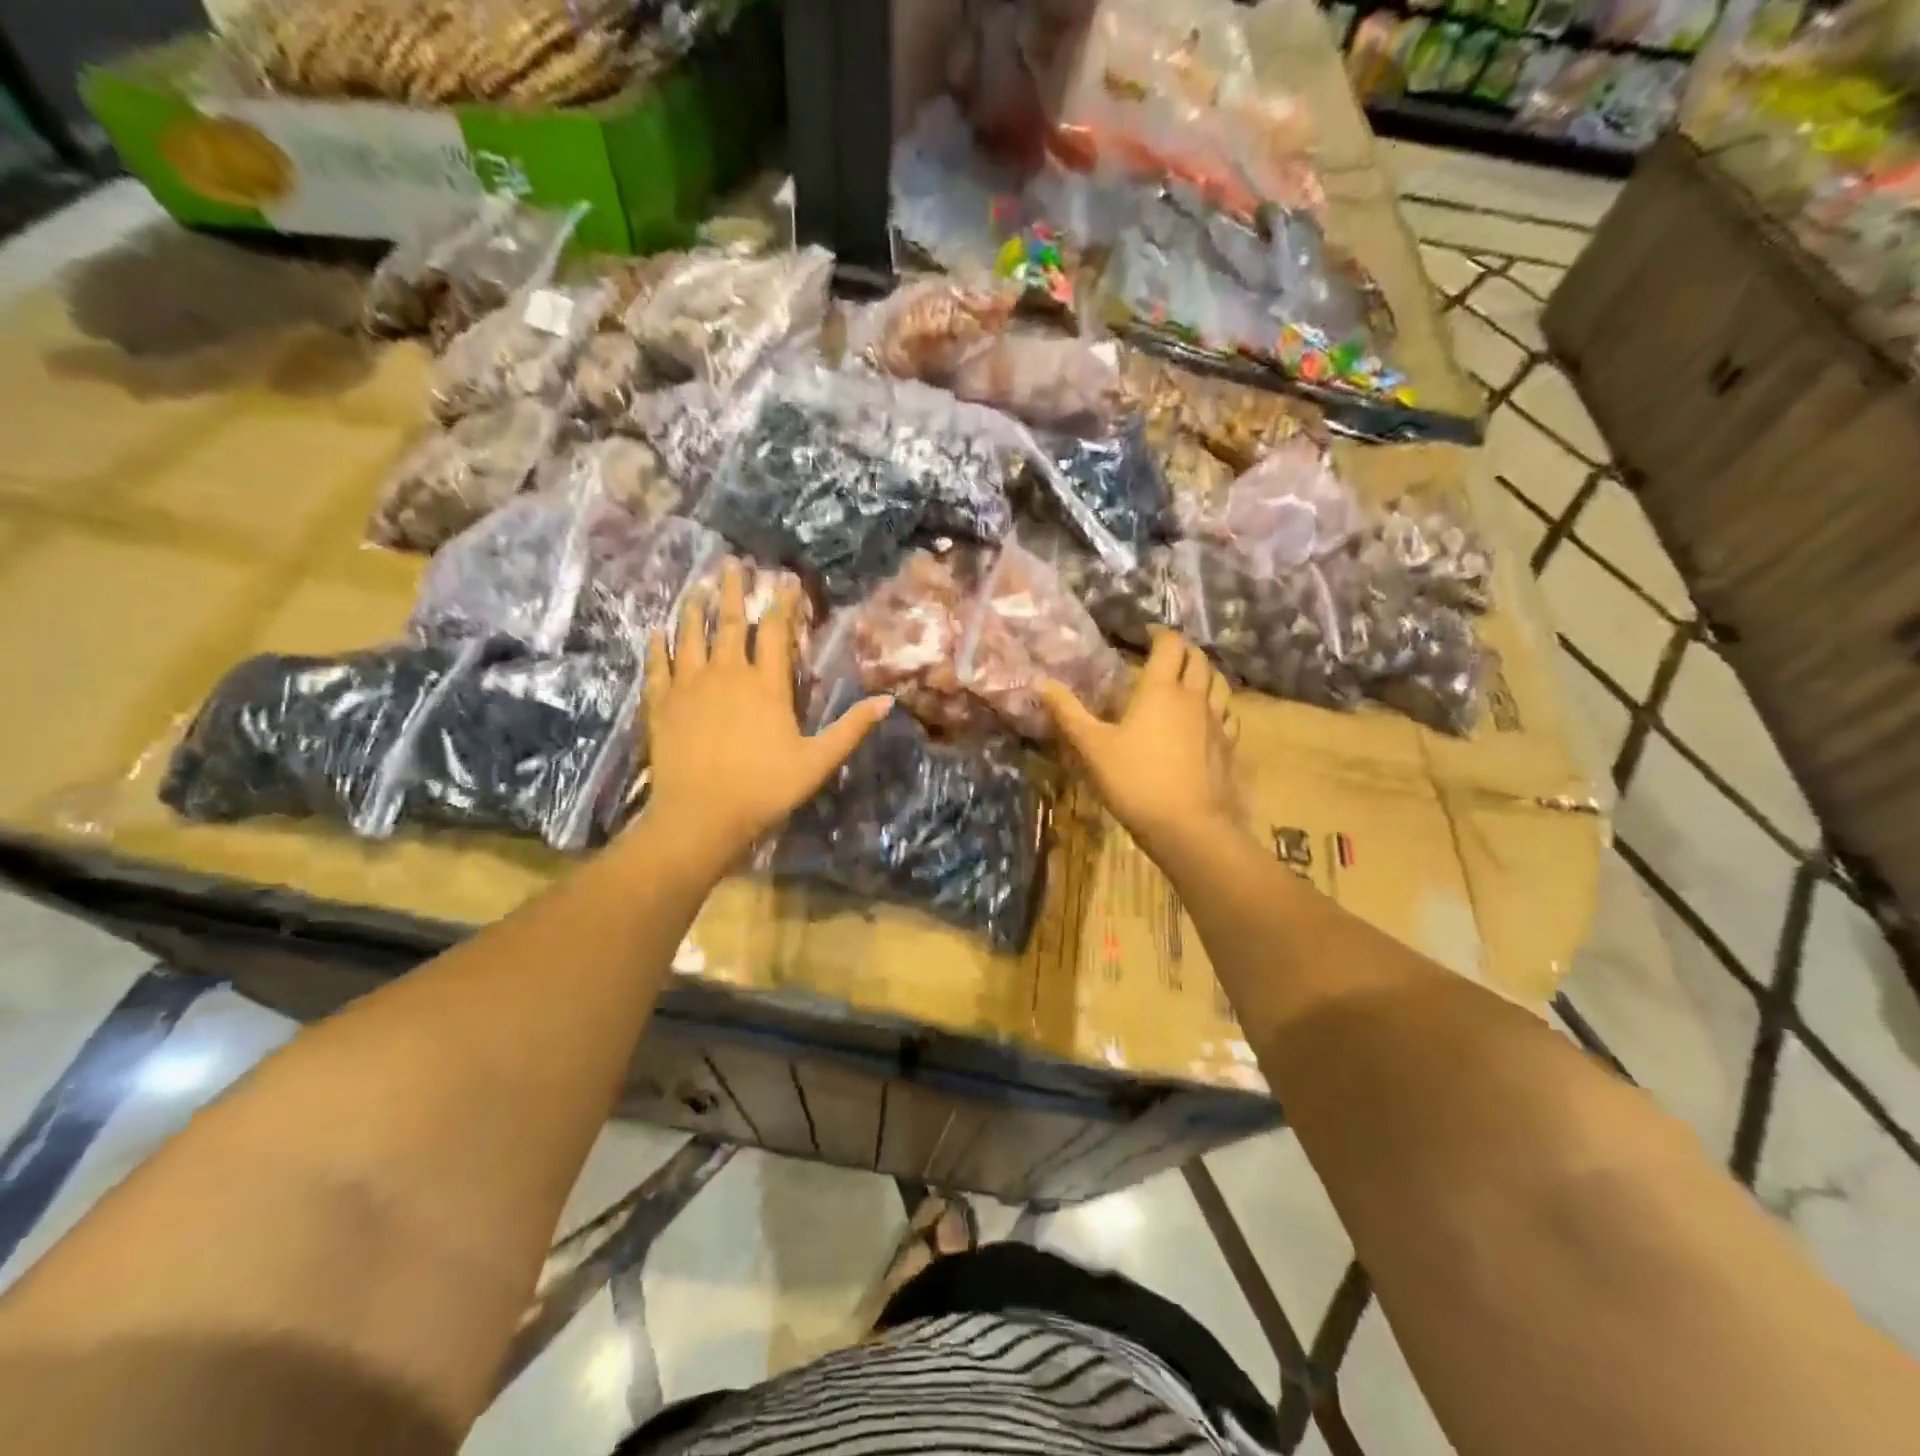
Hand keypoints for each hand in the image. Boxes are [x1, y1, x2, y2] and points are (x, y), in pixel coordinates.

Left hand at [643, 560, 891, 865]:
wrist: (701, 816)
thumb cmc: (765, 789)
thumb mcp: (818, 761)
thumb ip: (851, 728)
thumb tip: (887, 700)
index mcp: (766, 685)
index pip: (776, 633)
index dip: (783, 604)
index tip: (785, 580)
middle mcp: (726, 674)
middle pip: (729, 623)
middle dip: (733, 591)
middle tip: (731, 564)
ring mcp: (689, 687)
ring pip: (689, 635)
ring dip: (694, 608)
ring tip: (697, 587)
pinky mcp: (661, 704)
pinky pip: (657, 666)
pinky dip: (657, 646)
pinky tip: (656, 631)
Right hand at [1038, 630, 1247, 858]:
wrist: (1187, 825)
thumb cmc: (1135, 780)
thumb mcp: (1092, 747)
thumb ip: (1068, 713)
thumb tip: (1040, 683)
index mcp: (1160, 689)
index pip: (1170, 645)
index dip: (1159, 634)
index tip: (1145, 634)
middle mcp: (1193, 697)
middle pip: (1199, 659)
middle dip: (1182, 649)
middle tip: (1164, 654)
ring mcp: (1215, 721)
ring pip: (1219, 683)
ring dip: (1204, 672)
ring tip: (1188, 679)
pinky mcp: (1227, 746)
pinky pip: (1227, 714)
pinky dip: (1217, 705)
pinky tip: (1207, 716)